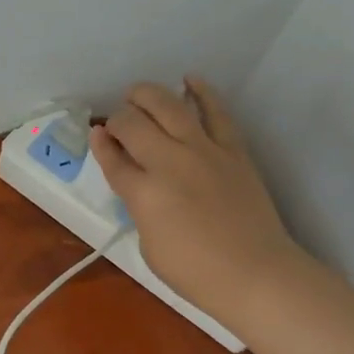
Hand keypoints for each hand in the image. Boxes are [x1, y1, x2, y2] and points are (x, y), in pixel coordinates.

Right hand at [90, 77, 304, 322]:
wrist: (256, 274)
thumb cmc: (196, 273)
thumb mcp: (149, 246)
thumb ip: (139, 208)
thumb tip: (140, 183)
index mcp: (143, 193)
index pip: (112, 158)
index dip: (100, 143)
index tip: (97, 135)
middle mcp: (168, 162)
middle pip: (133, 123)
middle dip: (119, 117)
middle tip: (119, 124)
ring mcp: (203, 151)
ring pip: (169, 106)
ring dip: (147, 95)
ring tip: (138, 95)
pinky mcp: (232, 150)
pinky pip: (216, 112)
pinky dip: (202, 92)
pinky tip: (190, 80)